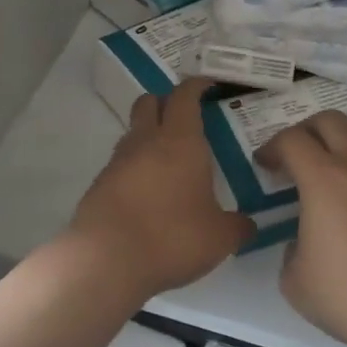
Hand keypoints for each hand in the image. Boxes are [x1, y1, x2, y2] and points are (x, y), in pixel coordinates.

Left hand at [69, 78, 254, 297]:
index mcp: (180, 142)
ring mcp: (117, 162)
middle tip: (186, 118)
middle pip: (149, 102)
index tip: (207, 85)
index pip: (185, 96)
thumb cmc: (172, 238)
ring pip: (133, 132)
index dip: (196, 86)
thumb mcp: (220, 237)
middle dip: (166, 102)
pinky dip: (135, 168)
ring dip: (149, 136)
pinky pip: (121, 164)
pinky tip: (149, 193)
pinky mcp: (99, 185)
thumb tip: (247, 224)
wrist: (107, 261)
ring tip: (170, 161)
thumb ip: (237, 226)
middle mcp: (146, 142)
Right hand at [255, 111, 346, 346]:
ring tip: (339, 157)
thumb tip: (303, 240)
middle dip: (307, 130)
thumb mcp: (295, 280)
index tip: (265, 165)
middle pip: (330, 119)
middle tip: (298, 154)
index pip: (291, 140)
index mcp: (322, 179)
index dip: (272, 147)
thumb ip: (290, 249)